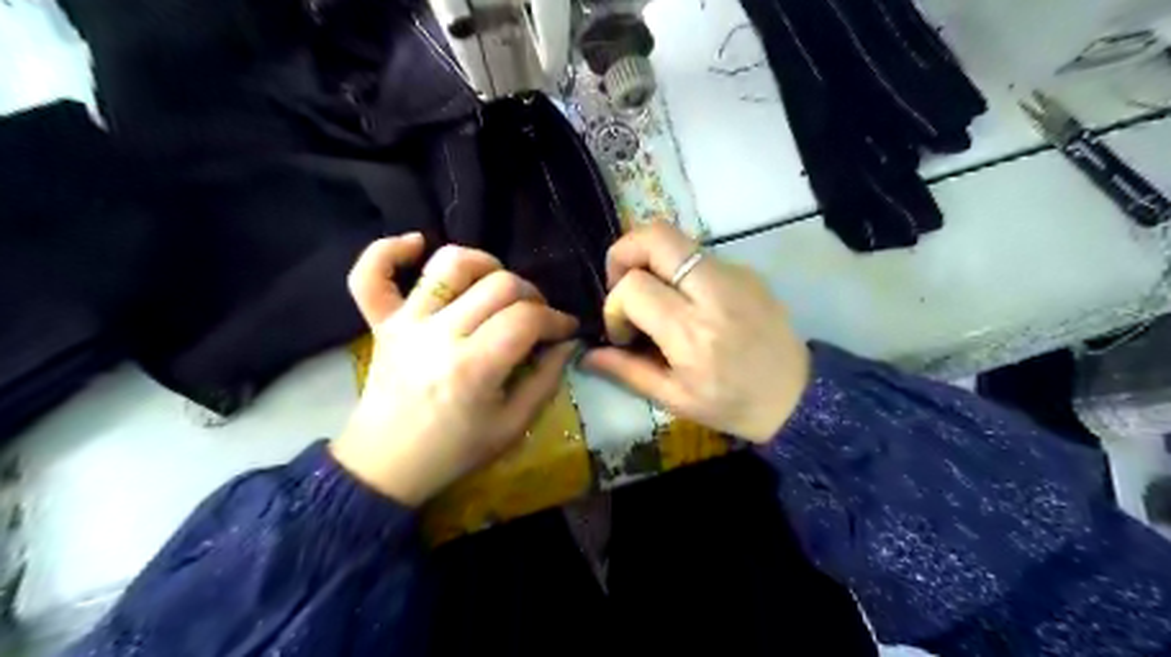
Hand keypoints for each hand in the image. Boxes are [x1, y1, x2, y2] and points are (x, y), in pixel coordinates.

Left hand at [331, 233, 577, 504]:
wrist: (386, 465)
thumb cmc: (454, 451)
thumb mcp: (512, 426)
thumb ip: (546, 380)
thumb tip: (567, 342)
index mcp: (474, 368)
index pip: (527, 318)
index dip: (557, 318)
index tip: (566, 329)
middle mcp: (439, 335)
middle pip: (499, 285)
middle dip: (532, 295)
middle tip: (537, 317)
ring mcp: (406, 324)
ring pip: (449, 264)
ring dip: (483, 263)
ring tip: (496, 284)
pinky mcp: (382, 323)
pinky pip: (371, 276)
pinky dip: (388, 251)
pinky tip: (416, 245)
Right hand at [579, 224, 815, 444]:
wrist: (797, 397)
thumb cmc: (732, 405)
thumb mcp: (674, 398)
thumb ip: (626, 371)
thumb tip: (586, 354)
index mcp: (692, 333)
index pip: (634, 287)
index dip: (614, 305)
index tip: (623, 332)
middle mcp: (714, 293)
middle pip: (656, 236)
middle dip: (624, 252)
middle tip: (622, 284)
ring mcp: (735, 275)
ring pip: (676, 239)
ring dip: (650, 260)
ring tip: (653, 296)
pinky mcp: (747, 271)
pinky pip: (698, 255)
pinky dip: (677, 270)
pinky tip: (685, 303)